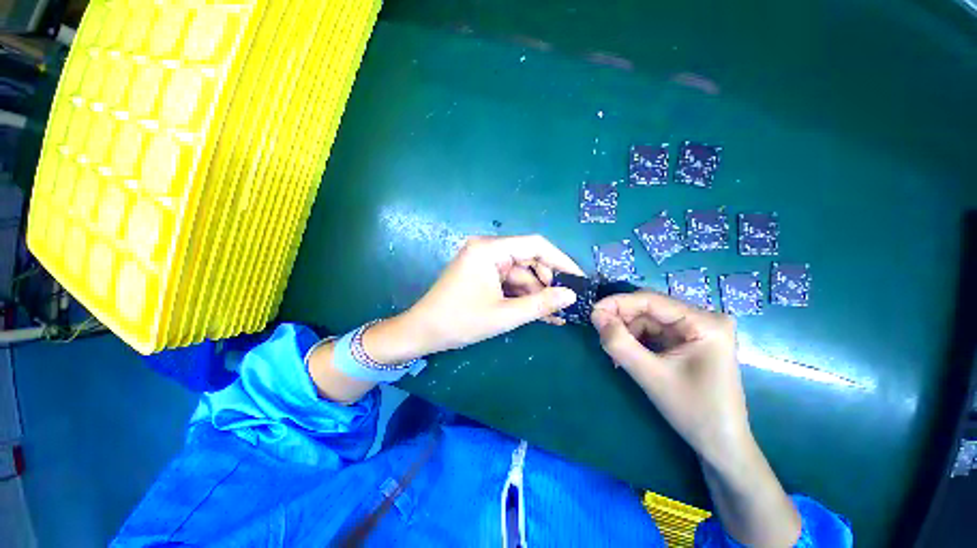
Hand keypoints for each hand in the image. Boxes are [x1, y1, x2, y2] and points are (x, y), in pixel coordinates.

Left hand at [401, 235, 582, 354]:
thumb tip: (571, 296)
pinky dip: (524, 297)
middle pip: (529, 261)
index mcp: (489, 249)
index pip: (535, 245)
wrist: (423, 333)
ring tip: (558, 315)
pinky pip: (510, 283)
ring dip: (538, 295)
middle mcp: (488, 250)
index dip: (561, 260)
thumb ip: (540, 304)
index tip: (579, 278)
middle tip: (568, 304)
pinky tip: (541, 313)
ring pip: (521, 275)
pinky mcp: (484, 276)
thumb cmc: (459, 321)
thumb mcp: (504, 314)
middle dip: (549, 284)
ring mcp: (485, 263)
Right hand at [590, 291, 748, 463]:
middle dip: (622, 321)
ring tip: (616, 354)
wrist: (721, 445)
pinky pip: (655, 331)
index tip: (591, 312)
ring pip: (649, 320)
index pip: (651, 300)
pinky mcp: (690, 341)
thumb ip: (619, 343)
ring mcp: (698, 329)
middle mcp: (704, 318)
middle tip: (600, 335)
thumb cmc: (694, 412)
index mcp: (705, 322)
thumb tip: (595, 315)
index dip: (617, 303)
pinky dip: (637, 340)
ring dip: (628, 333)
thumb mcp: (651, 376)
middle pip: (650, 309)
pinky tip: (628, 355)